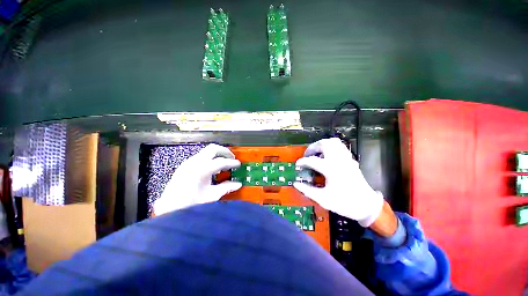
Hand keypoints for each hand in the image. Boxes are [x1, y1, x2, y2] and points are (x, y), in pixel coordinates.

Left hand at [153, 144, 241, 215]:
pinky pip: (201, 156)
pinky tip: (212, 169)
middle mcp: (194, 162)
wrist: (168, 209)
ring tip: (223, 164)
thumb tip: (238, 184)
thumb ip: (226, 188)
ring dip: (217, 154)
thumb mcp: (211, 196)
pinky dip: (209, 158)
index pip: (221, 161)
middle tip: (232, 158)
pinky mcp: (185, 165)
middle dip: (224, 151)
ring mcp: (188, 162)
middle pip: (213, 148)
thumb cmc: (190, 204)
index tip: (238, 164)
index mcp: (202, 169)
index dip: (232, 162)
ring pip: (206, 151)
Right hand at [294, 138, 383, 226]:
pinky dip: (331, 146)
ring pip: (333, 142)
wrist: (366, 205)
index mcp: (331, 169)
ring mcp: (346, 158)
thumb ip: (307, 190)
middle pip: (324, 144)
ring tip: (316, 152)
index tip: (297, 164)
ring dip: (322, 144)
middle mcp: (338, 160)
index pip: (312, 160)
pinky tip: (327, 154)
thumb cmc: (344, 203)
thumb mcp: (323, 199)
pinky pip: (340, 146)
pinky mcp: (350, 159)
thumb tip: (296, 184)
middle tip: (307, 154)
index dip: (302, 162)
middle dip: (312, 147)